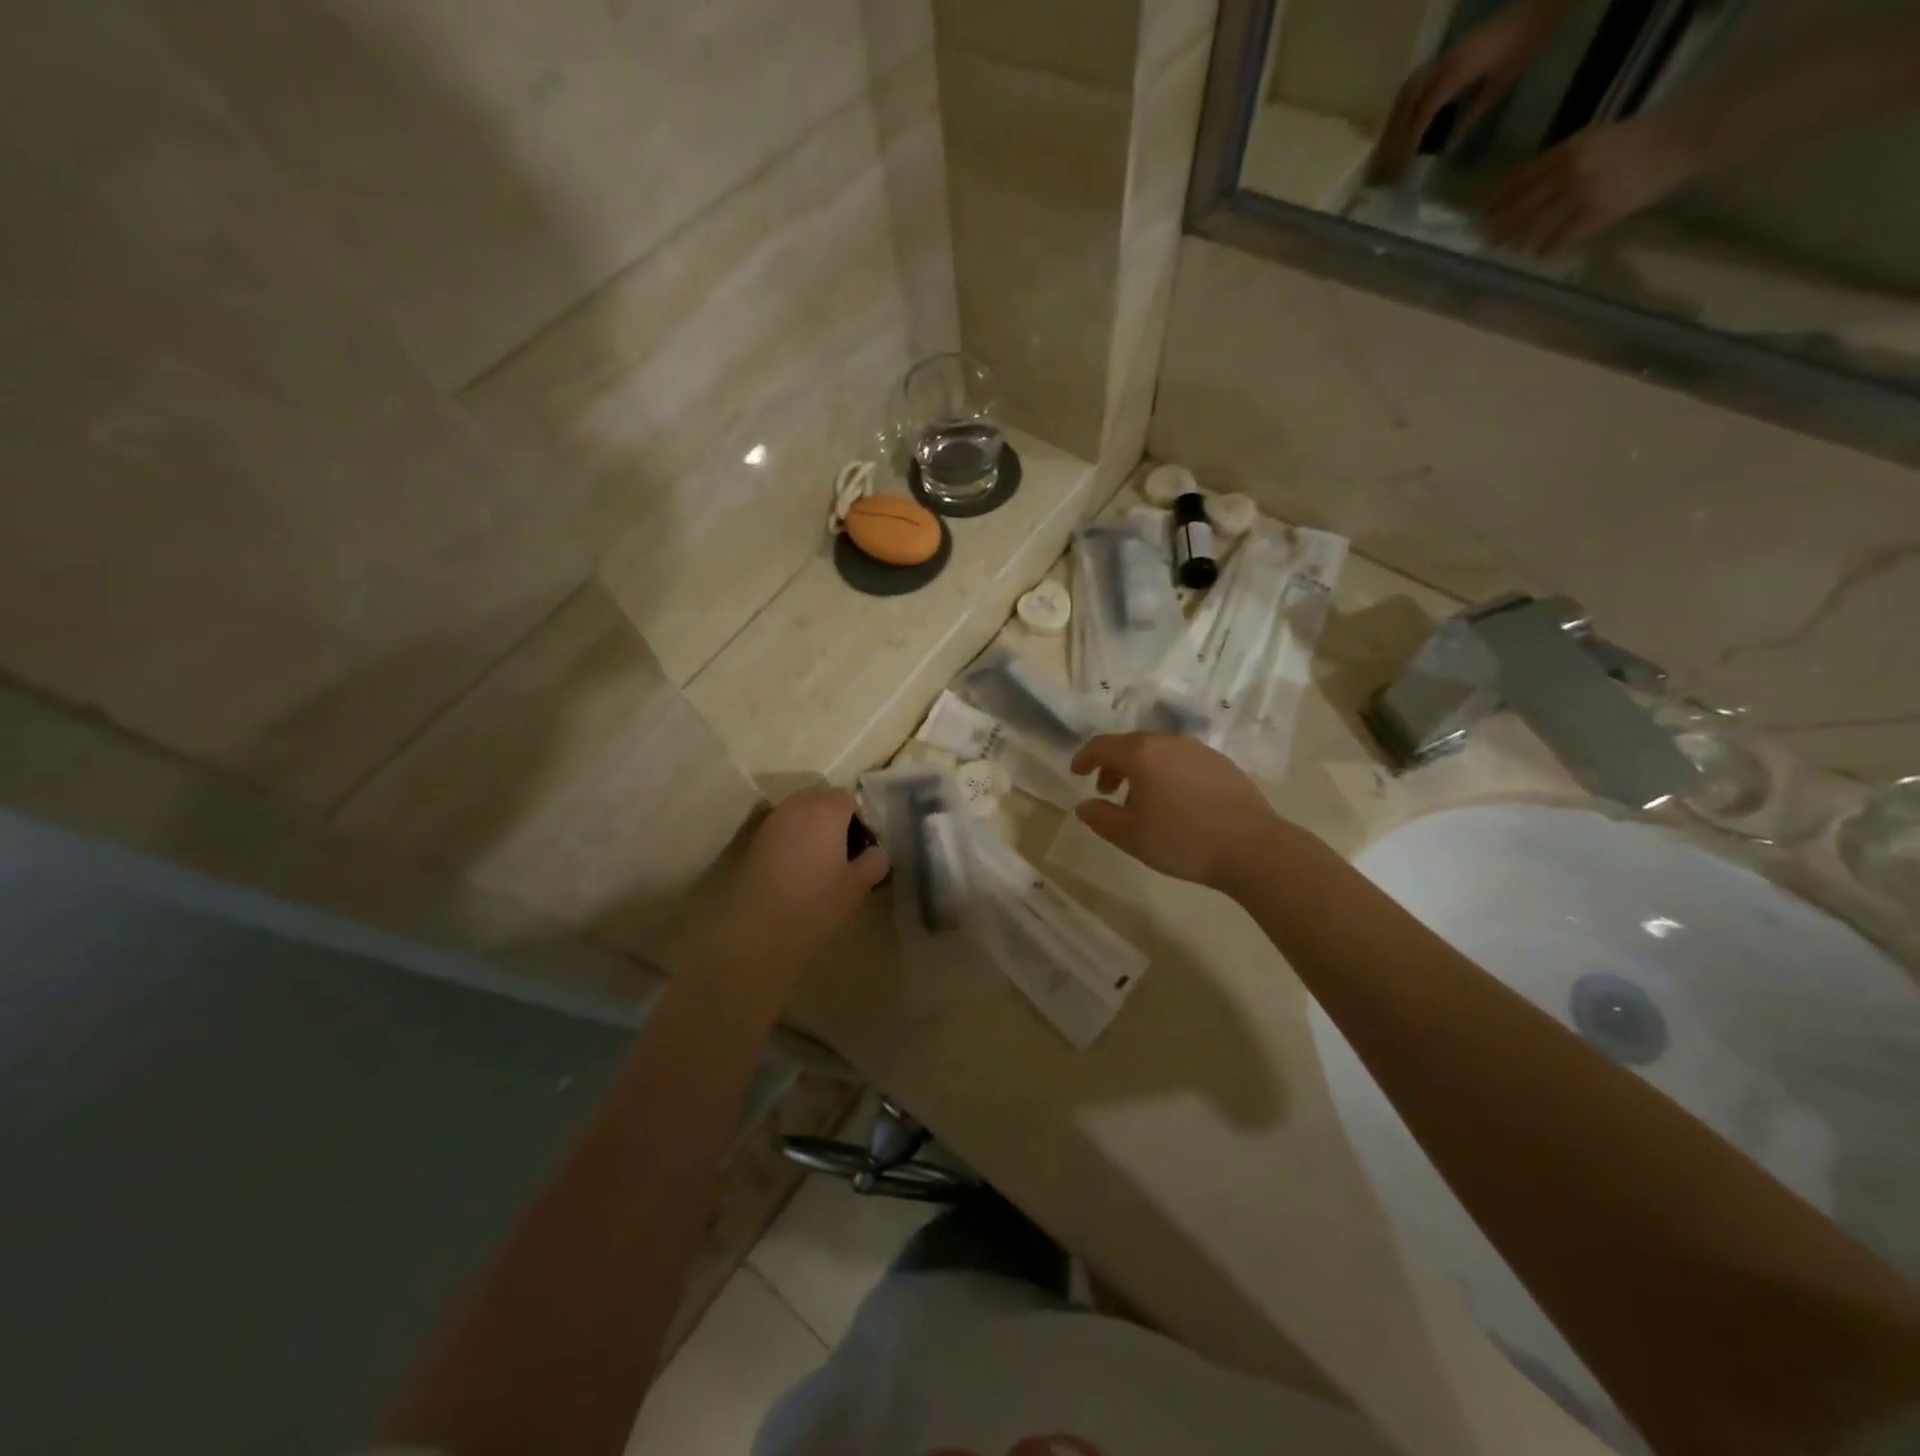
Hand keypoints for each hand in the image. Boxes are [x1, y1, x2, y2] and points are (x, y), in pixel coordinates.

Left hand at [710, 787, 889, 969]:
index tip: (860, 848)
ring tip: (814, 861)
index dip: (858, 820)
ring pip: (796, 812)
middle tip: (839, 852)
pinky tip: (789, 866)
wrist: (756, 930)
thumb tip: (875, 852)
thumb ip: (874, 862)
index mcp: (826, 811)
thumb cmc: (815, 905)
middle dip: (831, 817)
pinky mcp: (748, 840)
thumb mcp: (857, 887)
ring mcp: (769, 821)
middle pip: (819, 799)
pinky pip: (776, 827)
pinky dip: (786, 837)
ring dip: (808, 827)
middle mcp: (796, 807)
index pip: (848, 799)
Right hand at [1069, 734, 1302, 892]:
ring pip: (1159, 753)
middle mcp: (1169, 742)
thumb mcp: (1131, 836)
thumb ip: (1100, 818)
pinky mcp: (1222, 764)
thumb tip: (1084, 806)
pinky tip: (1174, 803)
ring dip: (1141, 771)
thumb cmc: (1183, 841)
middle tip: (1106, 791)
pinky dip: (1167, 774)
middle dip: (1113, 766)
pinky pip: (1182, 761)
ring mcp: (1199, 750)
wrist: (1253, 848)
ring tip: (1141, 803)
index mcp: (1142, 754)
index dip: (1085, 758)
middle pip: (1131, 746)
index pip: (1103, 746)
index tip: (1076, 773)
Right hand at [1377, 0, 1570, 179]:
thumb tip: (1445, 150)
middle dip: (1395, 136)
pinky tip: (1404, 122)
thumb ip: (1470, 118)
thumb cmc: (1525, 43)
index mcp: (1456, 73)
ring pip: (1406, 94)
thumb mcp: (1499, 86)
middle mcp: (1442, 64)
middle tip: (1387, 164)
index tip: (1400, 167)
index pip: (1422, 113)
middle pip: (1406, 105)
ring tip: (1390, 147)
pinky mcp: (1447, 55)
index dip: (1409, 142)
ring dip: (1395, 122)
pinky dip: (1405, 106)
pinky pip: (1416, 84)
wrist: (1540, 2)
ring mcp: (1443, 56)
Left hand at [1487, 114, 1699, 253]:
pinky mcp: (1595, 214)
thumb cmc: (1633, 140)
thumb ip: (1558, 162)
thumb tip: (1522, 189)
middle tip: (1491, 239)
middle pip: (1521, 207)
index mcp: (1567, 150)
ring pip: (1536, 226)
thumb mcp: (1592, 140)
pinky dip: (1548, 248)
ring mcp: (1581, 195)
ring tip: (1512, 248)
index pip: (1520, 179)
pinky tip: (1541, 253)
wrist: (1680, 140)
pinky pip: (1561, 238)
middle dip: (1502, 226)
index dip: (1500, 199)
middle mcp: (1569, 173)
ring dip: (1520, 240)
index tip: (1486, 213)